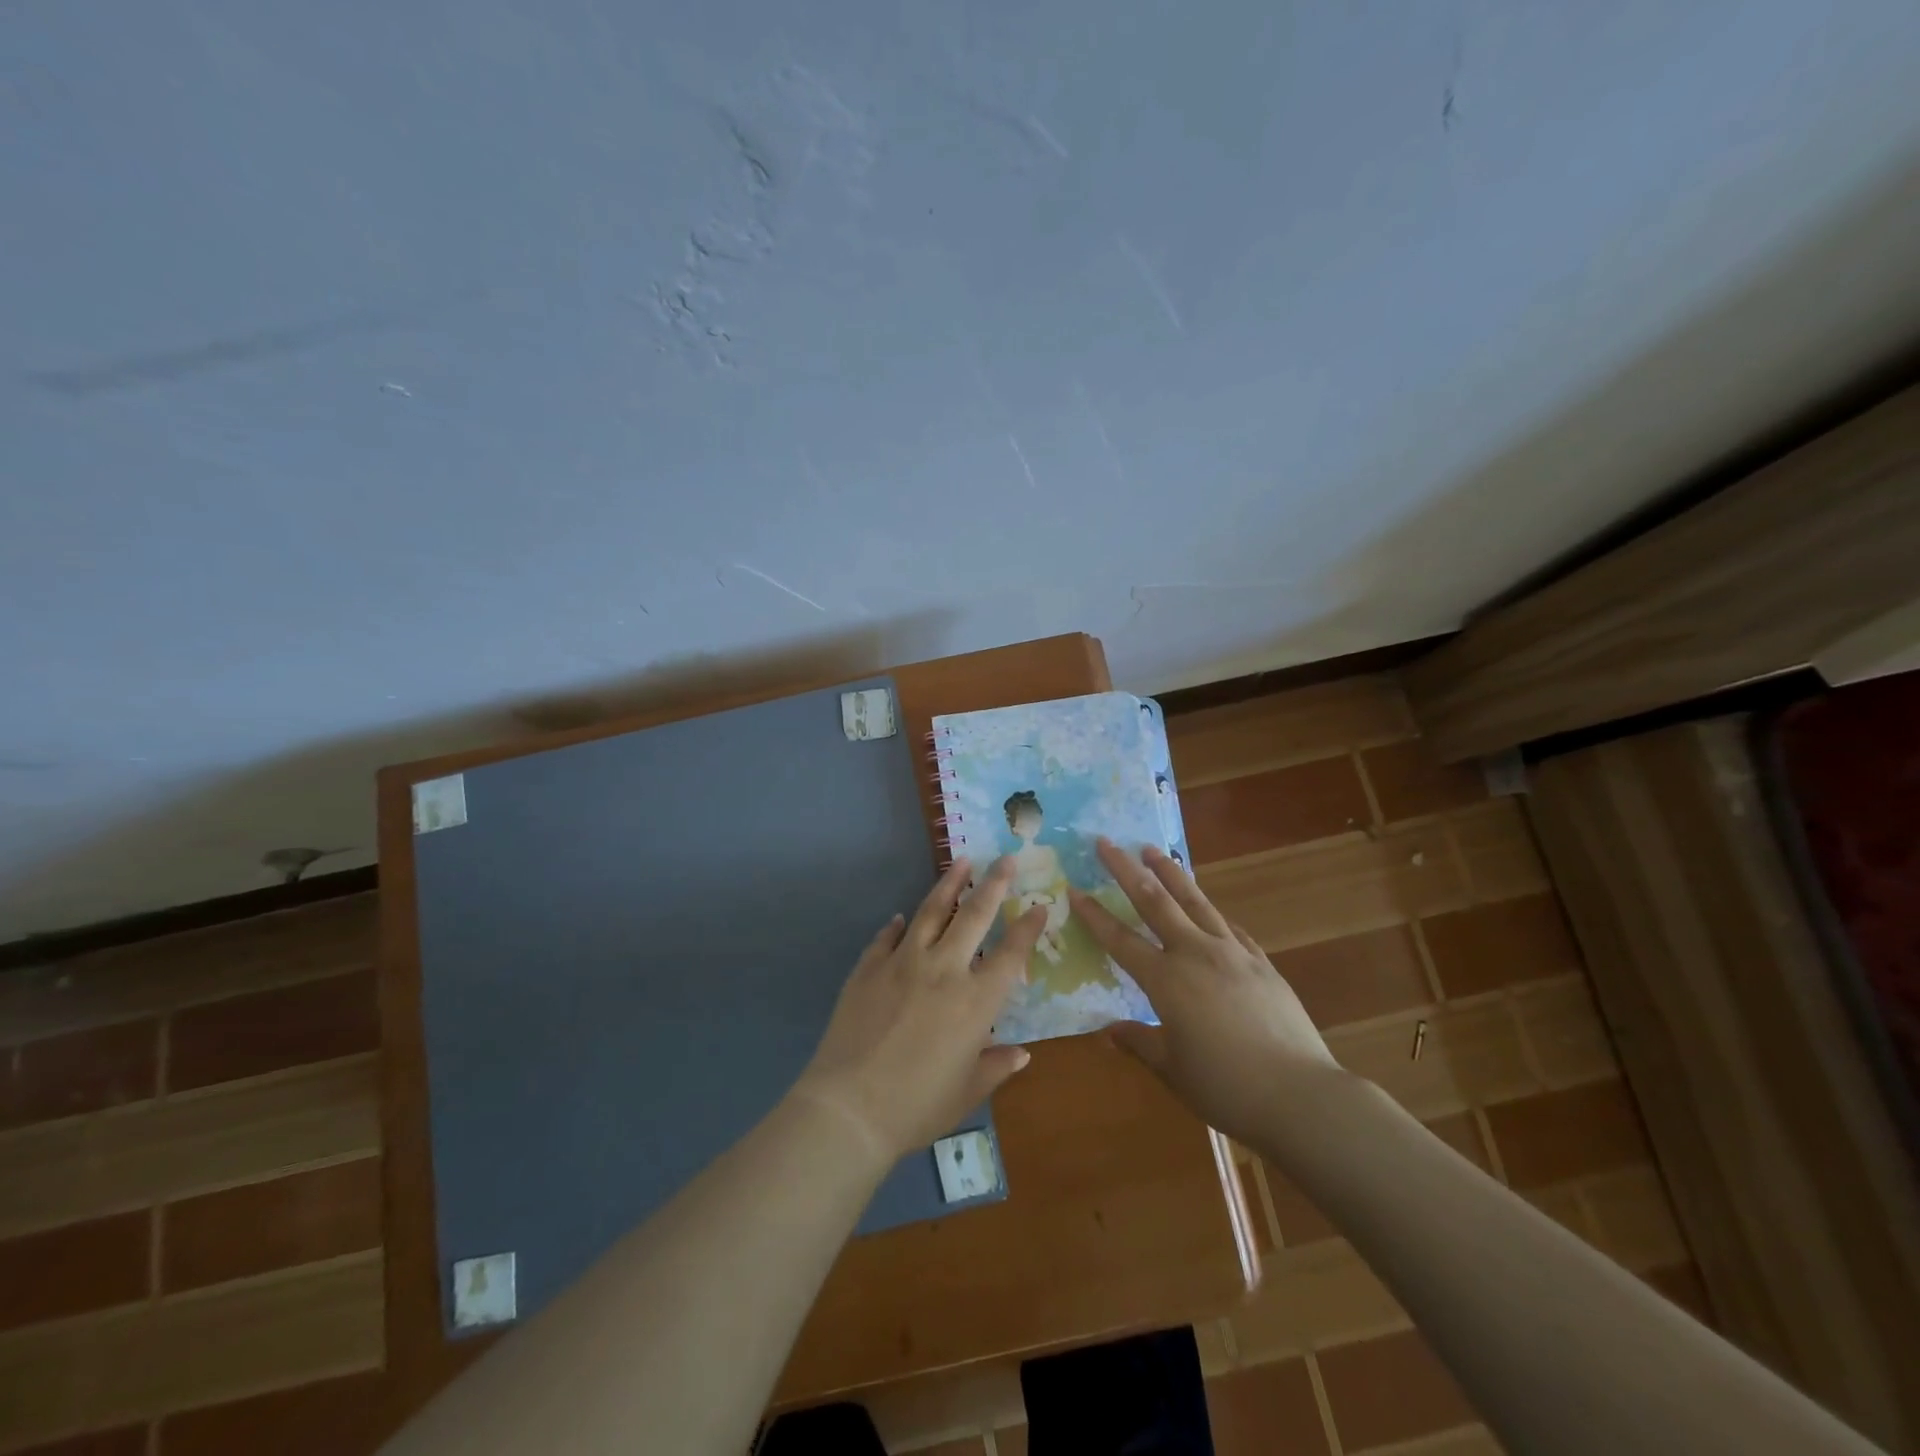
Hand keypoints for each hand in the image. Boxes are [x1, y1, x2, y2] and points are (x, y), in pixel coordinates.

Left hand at [794, 856, 1045, 1160]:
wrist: (849, 1107)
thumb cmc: (917, 1106)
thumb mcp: (967, 1093)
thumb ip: (996, 1067)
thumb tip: (1021, 1053)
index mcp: (976, 1001)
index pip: (1011, 954)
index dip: (1028, 927)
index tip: (1039, 905)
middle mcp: (944, 970)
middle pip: (975, 915)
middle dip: (995, 883)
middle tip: (1006, 858)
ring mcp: (903, 962)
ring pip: (932, 911)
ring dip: (949, 883)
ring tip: (962, 861)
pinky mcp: (869, 967)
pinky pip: (887, 937)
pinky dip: (897, 925)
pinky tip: (900, 917)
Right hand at [1069, 839, 1340, 1144]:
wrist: (1300, 1094)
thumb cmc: (1226, 1087)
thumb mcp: (1172, 1069)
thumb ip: (1139, 1043)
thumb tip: (1109, 1032)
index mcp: (1166, 980)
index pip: (1120, 939)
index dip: (1094, 915)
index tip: (1074, 888)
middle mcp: (1195, 954)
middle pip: (1155, 902)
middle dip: (1127, 869)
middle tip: (1107, 842)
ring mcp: (1232, 954)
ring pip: (1195, 901)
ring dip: (1171, 873)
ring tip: (1154, 850)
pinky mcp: (1262, 963)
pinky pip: (1231, 928)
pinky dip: (1213, 913)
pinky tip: (1210, 908)